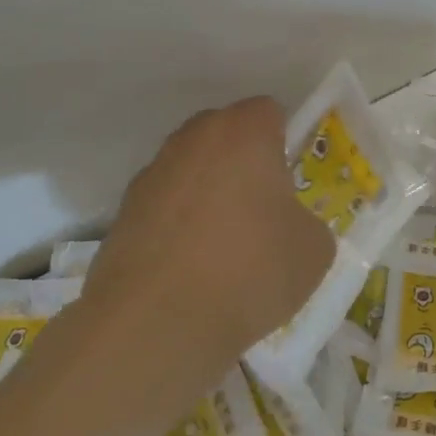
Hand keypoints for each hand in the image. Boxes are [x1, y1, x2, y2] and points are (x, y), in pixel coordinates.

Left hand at [83, 97, 335, 390]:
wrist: (155, 324)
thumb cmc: (249, 271)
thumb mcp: (313, 250)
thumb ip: (308, 222)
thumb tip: (290, 227)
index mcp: (244, 132)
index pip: (269, 111)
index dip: (285, 141)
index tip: (291, 181)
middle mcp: (193, 138)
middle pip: (226, 134)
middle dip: (244, 161)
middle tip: (262, 209)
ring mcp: (152, 173)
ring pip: (192, 168)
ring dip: (208, 191)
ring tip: (222, 246)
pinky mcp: (122, 212)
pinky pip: (164, 204)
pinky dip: (177, 224)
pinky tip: (189, 268)